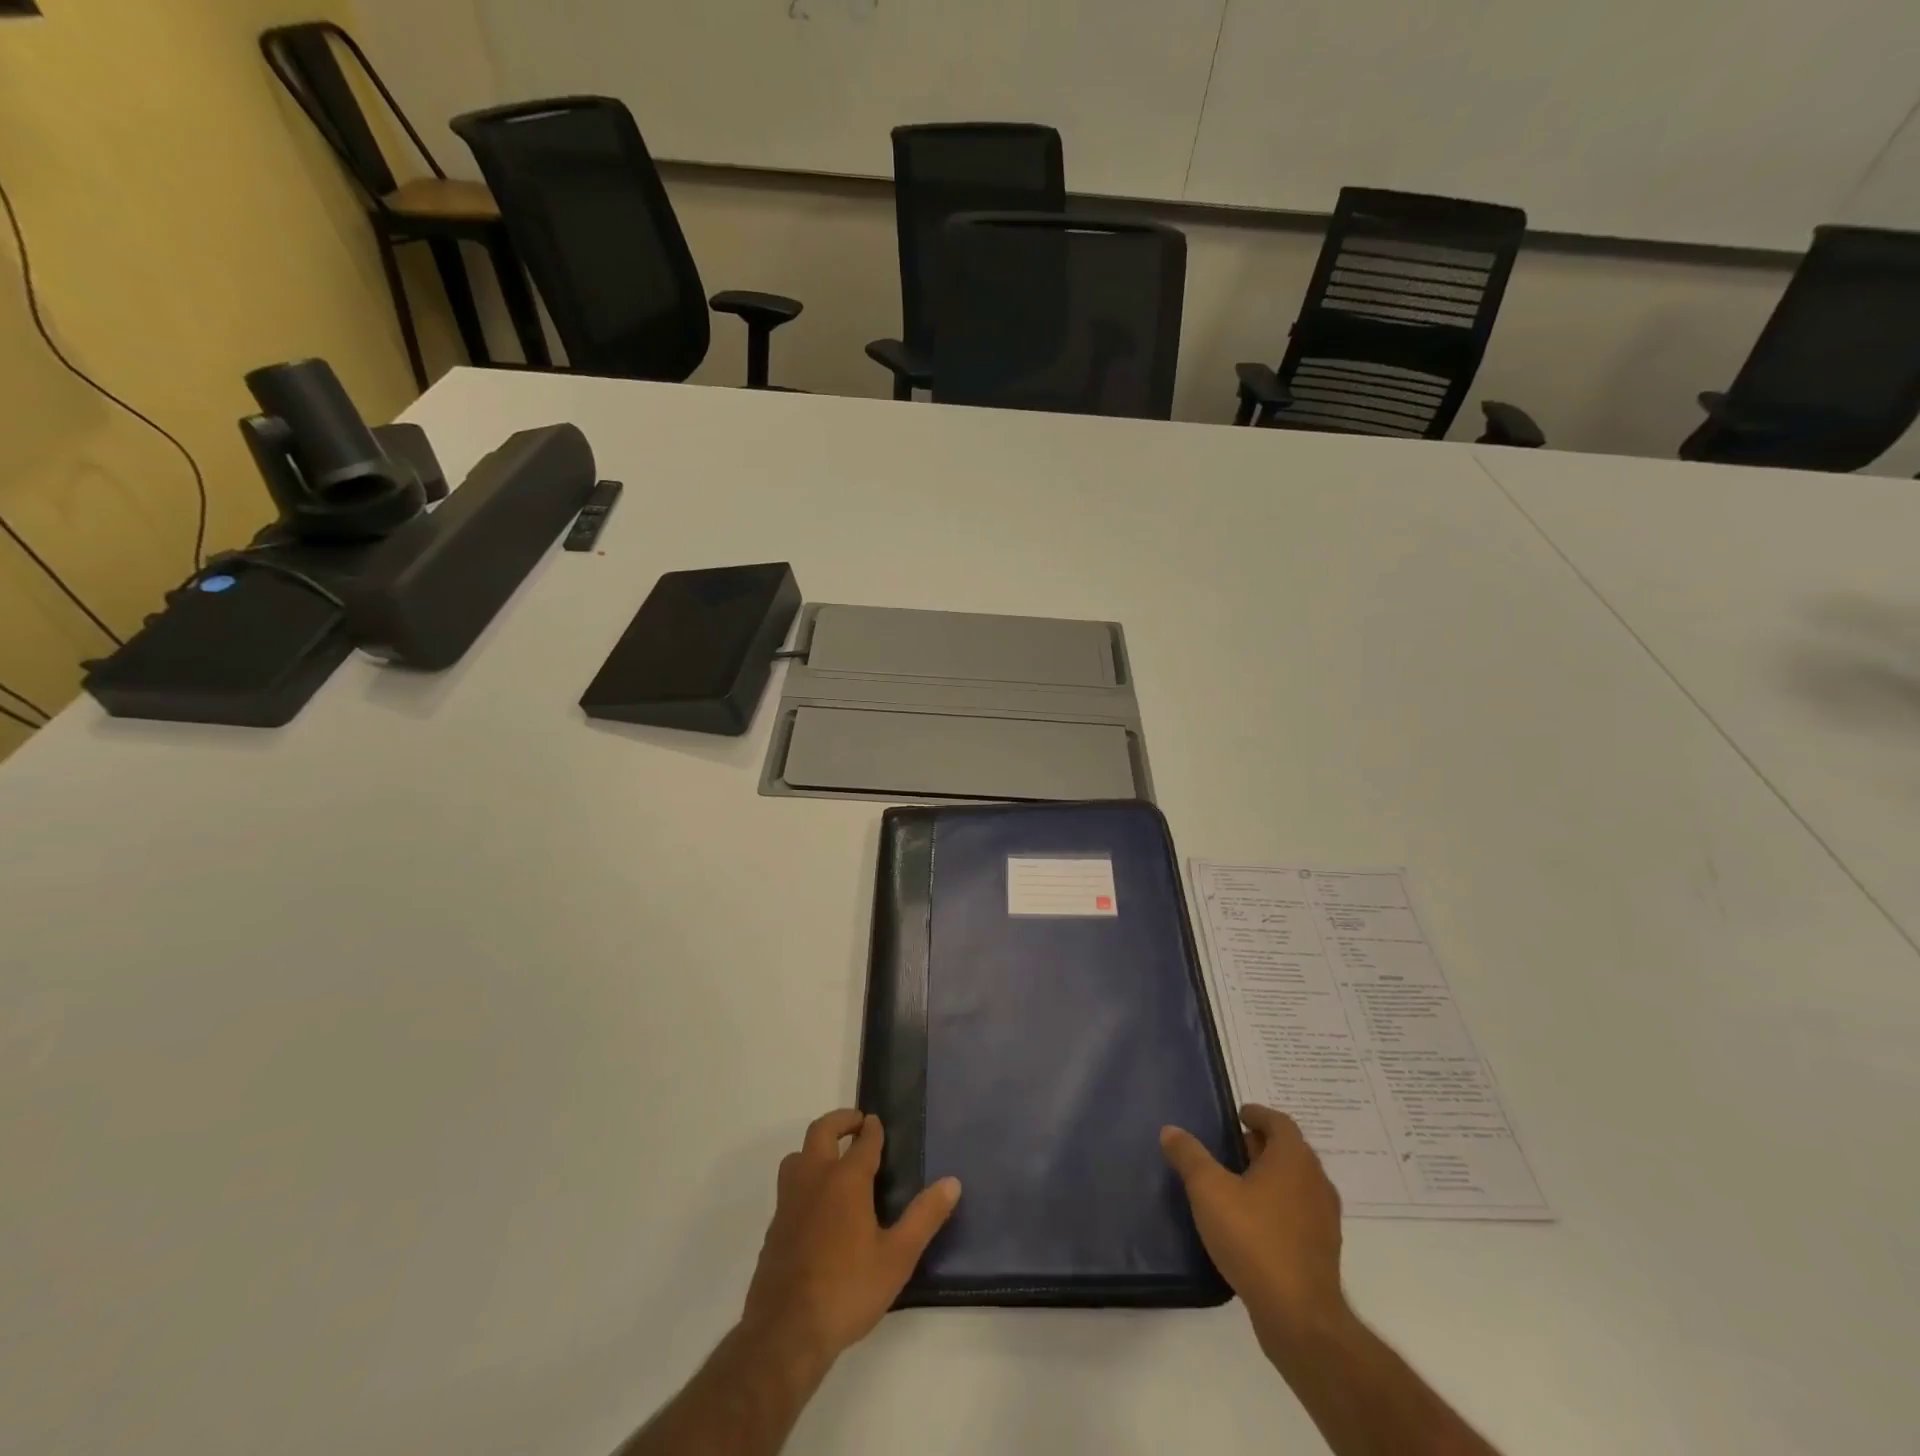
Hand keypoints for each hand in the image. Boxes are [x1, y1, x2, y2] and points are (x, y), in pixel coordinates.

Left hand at [742, 1109, 961, 1374]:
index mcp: (846, 1180)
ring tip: (834, 1159)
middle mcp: (814, 1179)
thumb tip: (952, 1183)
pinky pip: (788, 1186)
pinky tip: (816, 1205)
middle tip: (857, 1124)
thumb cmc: (848, 1290)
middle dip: (841, 1121)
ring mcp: (789, 1201)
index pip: (863, 1141)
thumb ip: (924, 1217)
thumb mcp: (897, 1257)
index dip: (873, 1129)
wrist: (785, 1332)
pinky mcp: (774, 1226)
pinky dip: (803, 1178)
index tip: (878, 1123)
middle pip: (821, 1131)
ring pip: (798, 1155)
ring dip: (816, 1148)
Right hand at [1161, 1104, 1348, 1366]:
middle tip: (1231, 1148)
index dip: (1257, 1114)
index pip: (1279, 1122)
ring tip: (1238, 1184)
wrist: (1299, 1317)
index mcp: (1293, 1159)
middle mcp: (1316, 1181)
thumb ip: (1189, 1156)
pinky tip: (1254, 1223)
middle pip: (1289, 1151)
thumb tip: (1171, 1130)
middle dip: (1261, 1145)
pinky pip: (1300, 1213)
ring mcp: (1324, 1218)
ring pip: (1296, 1183)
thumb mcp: (1208, 1191)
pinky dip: (1279, 1206)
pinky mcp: (1324, 1251)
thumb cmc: (1253, 1239)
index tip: (1237, 1116)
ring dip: (1271, 1177)